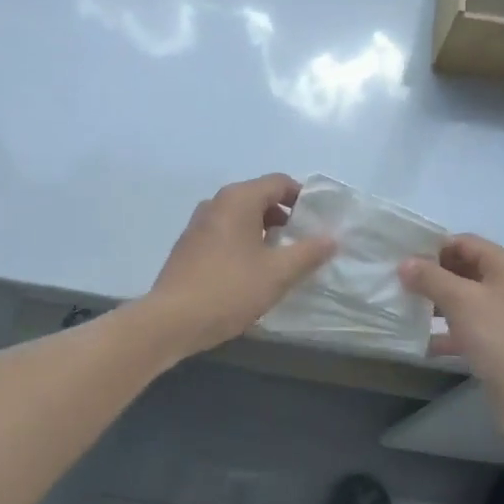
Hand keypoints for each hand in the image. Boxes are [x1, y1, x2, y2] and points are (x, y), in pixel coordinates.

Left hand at [145, 174, 336, 355]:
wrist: (172, 320)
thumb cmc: (229, 289)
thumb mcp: (278, 273)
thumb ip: (308, 252)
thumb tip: (332, 238)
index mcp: (238, 199)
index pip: (279, 182)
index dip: (303, 198)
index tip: (319, 221)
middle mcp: (216, 203)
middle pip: (259, 197)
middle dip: (284, 217)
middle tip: (303, 243)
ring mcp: (198, 224)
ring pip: (241, 217)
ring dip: (263, 232)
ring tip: (280, 260)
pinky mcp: (188, 246)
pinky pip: (224, 234)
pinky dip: (243, 243)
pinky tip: (251, 273)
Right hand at [399, 235, 503, 456]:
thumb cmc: (501, 338)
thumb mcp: (462, 301)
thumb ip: (431, 278)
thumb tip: (405, 263)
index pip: (464, 242)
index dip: (433, 247)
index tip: (401, 257)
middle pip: (463, 270)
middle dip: (430, 276)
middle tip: (395, 282)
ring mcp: (503, 317)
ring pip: (462, 301)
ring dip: (434, 304)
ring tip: (400, 308)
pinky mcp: (497, 345)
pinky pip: (465, 330)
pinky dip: (443, 333)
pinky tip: (417, 342)